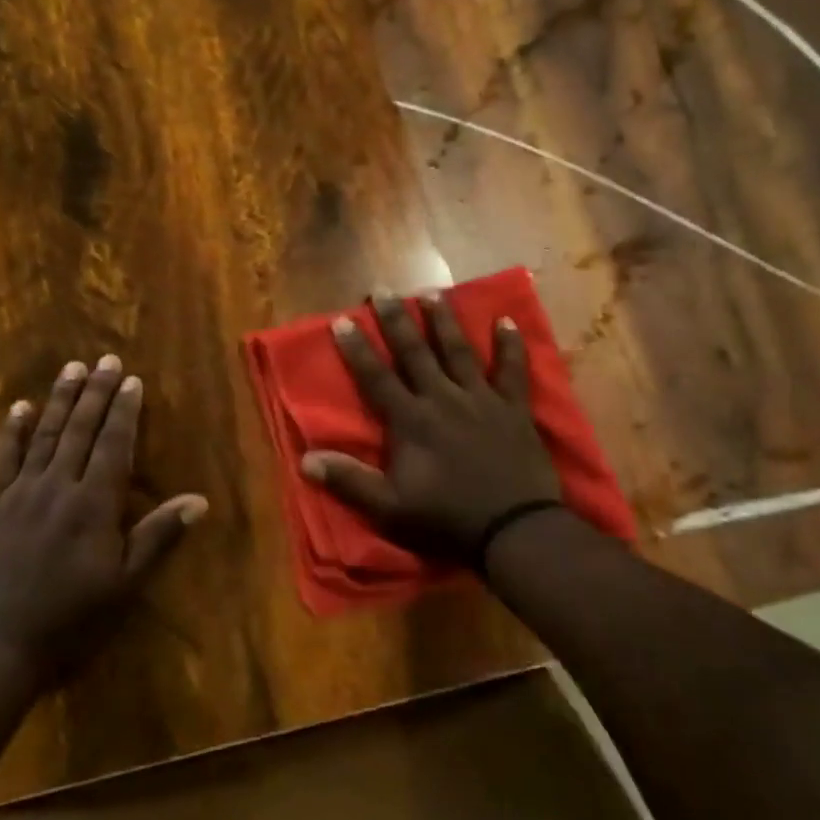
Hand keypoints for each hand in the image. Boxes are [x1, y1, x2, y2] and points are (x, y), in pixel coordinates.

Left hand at [0, 355, 208, 684]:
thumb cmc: (69, 620)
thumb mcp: (124, 585)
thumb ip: (158, 537)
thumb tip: (199, 500)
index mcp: (92, 504)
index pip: (113, 445)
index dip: (124, 411)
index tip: (131, 380)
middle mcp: (57, 487)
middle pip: (79, 430)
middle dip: (95, 392)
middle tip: (105, 359)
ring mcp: (21, 493)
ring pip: (45, 435)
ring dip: (60, 399)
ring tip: (71, 368)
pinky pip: (5, 458)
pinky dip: (14, 430)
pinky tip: (20, 407)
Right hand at [301, 292, 562, 570]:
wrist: (513, 530)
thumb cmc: (446, 519)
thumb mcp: (389, 507)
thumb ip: (349, 481)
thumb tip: (306, 459)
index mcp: (411, 420)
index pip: (376, 377)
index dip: (357, 349)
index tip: (342, 320)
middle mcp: (443, 399)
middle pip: (415, 352)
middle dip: (396, 320)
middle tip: (383, 290)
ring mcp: (481, 399)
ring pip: (459, 351)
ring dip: (444, 321)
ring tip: (431, 293)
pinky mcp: (513, 408)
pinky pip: (512, 370)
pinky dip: (511, 346)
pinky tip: (506, 321)